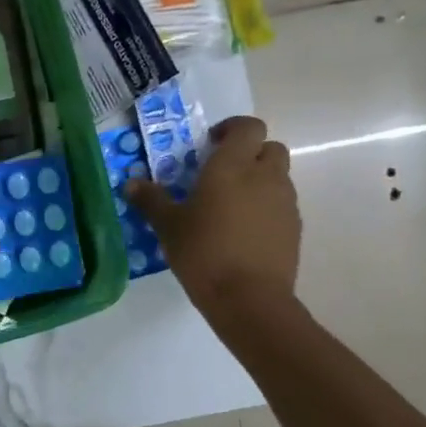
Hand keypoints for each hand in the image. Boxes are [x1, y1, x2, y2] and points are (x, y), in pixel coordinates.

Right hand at [126, 115, 299, 319]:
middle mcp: (265, 176)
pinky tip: (244, 232)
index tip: (211, 143)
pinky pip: (282, 206)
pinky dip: (266, 208)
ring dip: (259, 181)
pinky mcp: (294, 229)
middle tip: (222, 173)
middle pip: (269, 148)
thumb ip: (151, 200)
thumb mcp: (168, 226)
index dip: (232, 129)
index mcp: (233, 166)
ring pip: (278, 177)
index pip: (248, 127)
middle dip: (249, 153)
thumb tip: (131, 184)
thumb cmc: (204, 253)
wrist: (249, 299)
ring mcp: (285, 203)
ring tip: (231, 206)